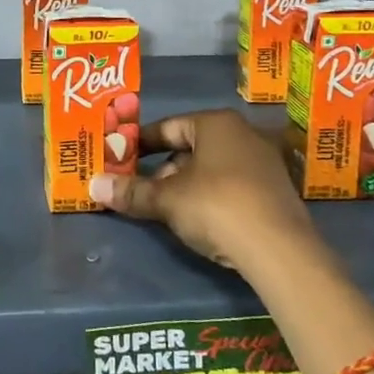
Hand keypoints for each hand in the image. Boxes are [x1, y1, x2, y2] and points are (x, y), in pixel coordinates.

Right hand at [89, 110, 319, 272]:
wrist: (279, 250)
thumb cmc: (216, 206)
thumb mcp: (168, 200)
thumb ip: (132, 191)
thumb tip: (93, 185)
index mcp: (216, 123)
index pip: (168, 127)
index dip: (140, 143)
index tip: (119, 158)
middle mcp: (243, 134)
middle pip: (190, 148)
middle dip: (163, 170)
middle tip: (140, 191)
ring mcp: (264, 162)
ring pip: (211, 169)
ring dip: (186, 186)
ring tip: (165, 210)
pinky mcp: (275, 192)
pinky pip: (231, 186)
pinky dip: (210, 198)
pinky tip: (200, 221)